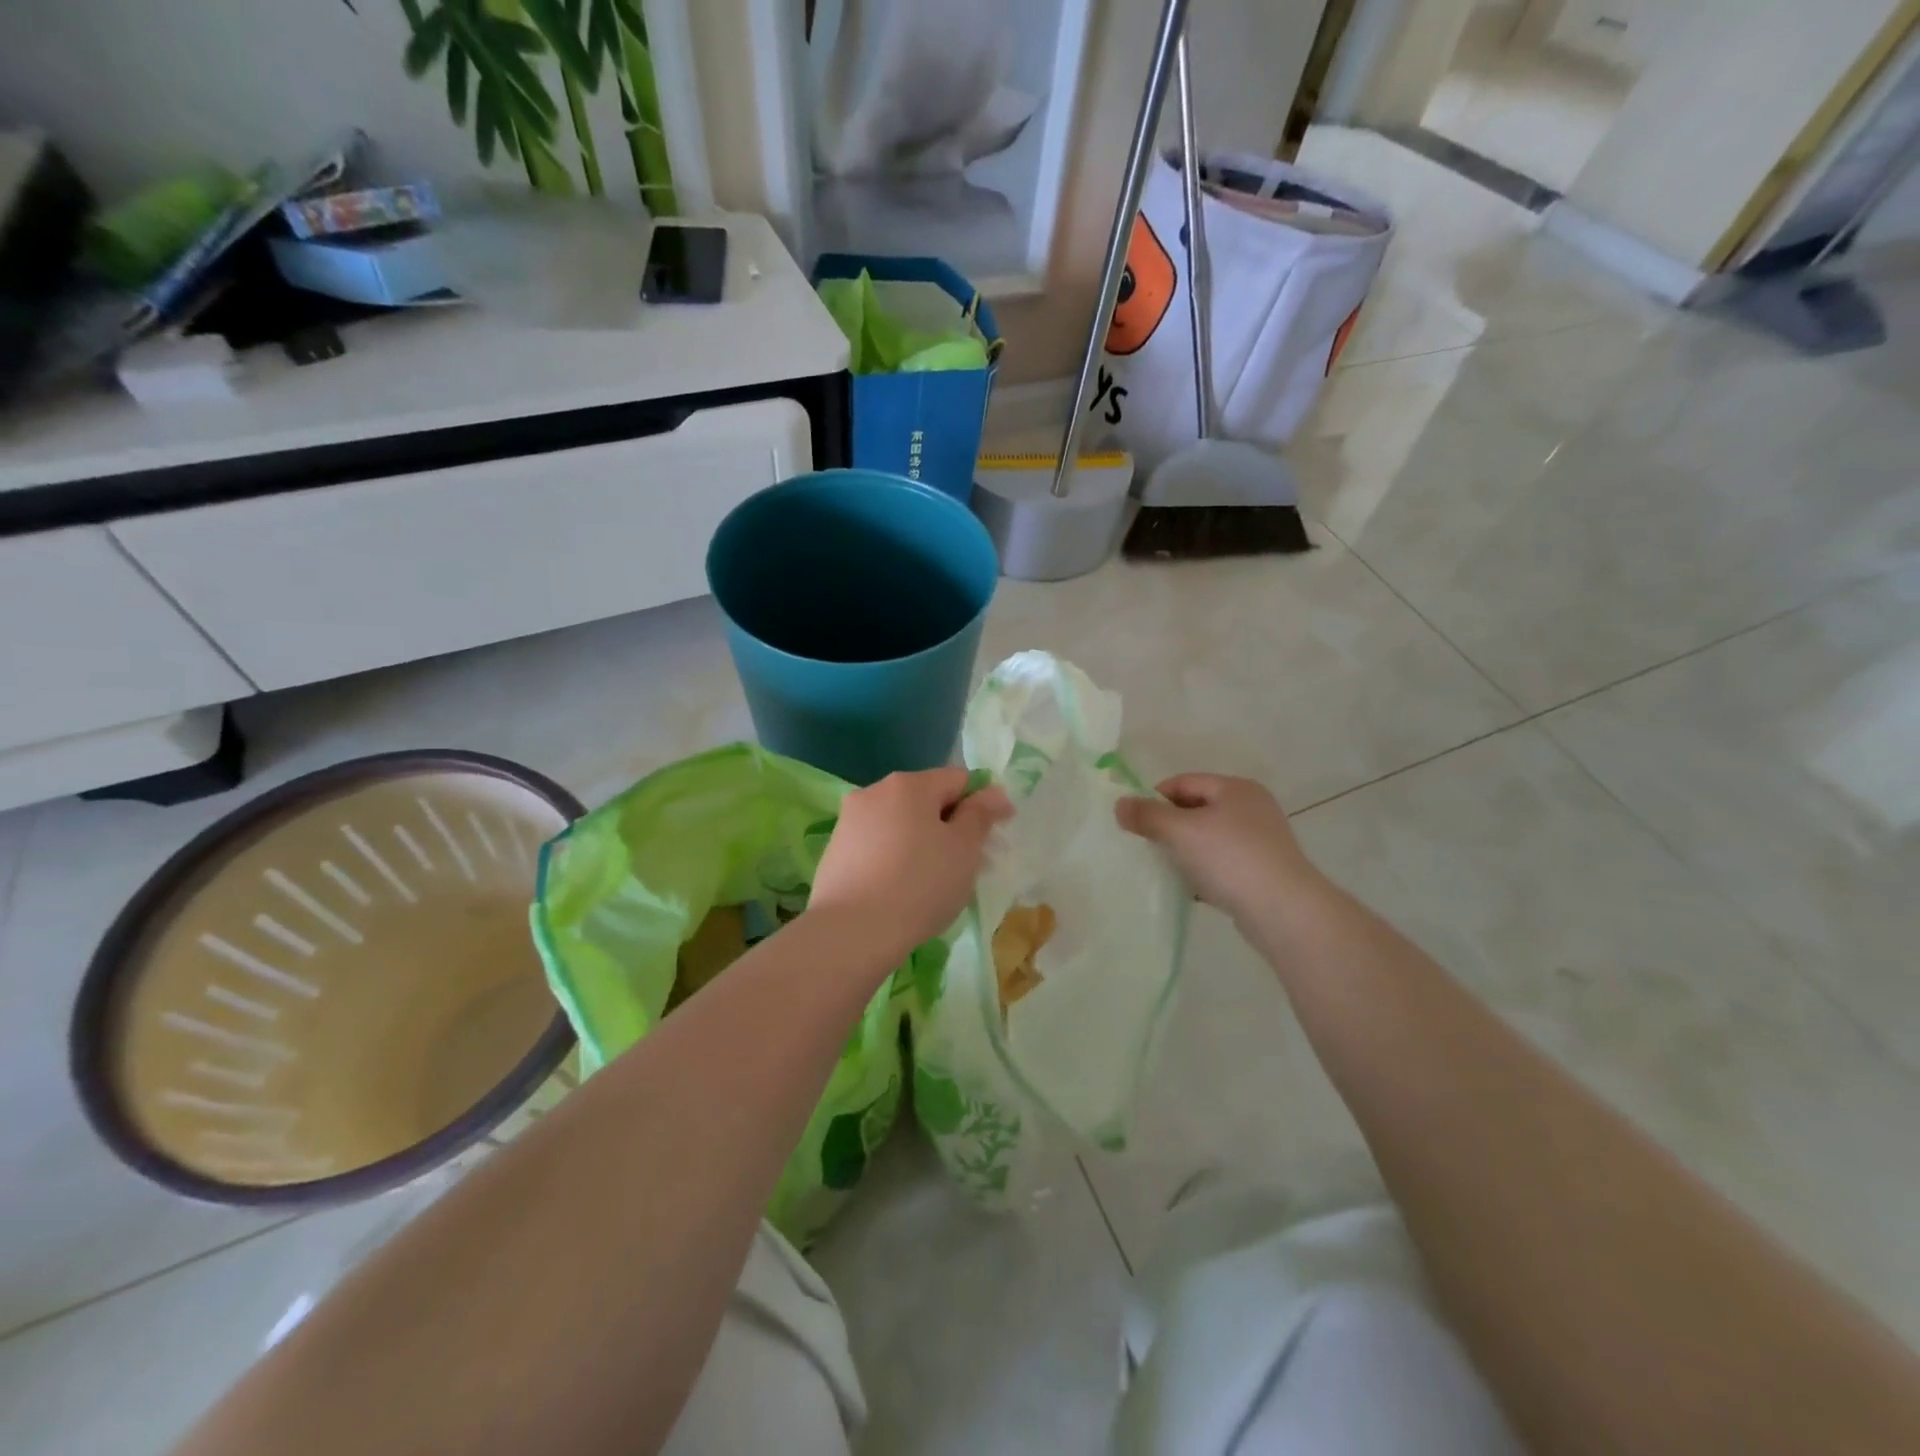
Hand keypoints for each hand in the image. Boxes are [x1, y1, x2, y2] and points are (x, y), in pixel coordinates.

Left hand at [808, 767, 1012, 965]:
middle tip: (969, 864)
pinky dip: (896, 858)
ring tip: (935, 881)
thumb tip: (992, 792)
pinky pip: (878, 845)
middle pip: (926, 799)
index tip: (996, 836)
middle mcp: (875, 791)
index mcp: (909, 784)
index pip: (958, 779)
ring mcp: (849, 821)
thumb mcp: (964, 849)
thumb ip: (980, 815)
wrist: (852, 932)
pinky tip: (902, 889)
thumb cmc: (920, 884)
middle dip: (951, 824)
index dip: (983, 803)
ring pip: (900, 823)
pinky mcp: (835, 850)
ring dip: (923, 841)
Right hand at [1116, 773, 1321, 918]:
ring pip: (1209, 837)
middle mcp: (1252, 808)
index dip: (1156, 798)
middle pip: (1197, 808)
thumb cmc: (1230, 859)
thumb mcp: (1181, 831)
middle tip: (1150, 845)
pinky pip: (1222, 863)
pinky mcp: (1263, 870)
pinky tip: (1193, 889)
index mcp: (1236, 788)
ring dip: (1186, 850)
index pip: (1184, 782)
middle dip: (1170, 826)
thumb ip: (1147, 816)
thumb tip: (1119, 804)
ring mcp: (1261, 840)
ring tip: (1170, 868)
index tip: (1137, 822)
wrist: (1283, 911)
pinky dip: (1204, 871)